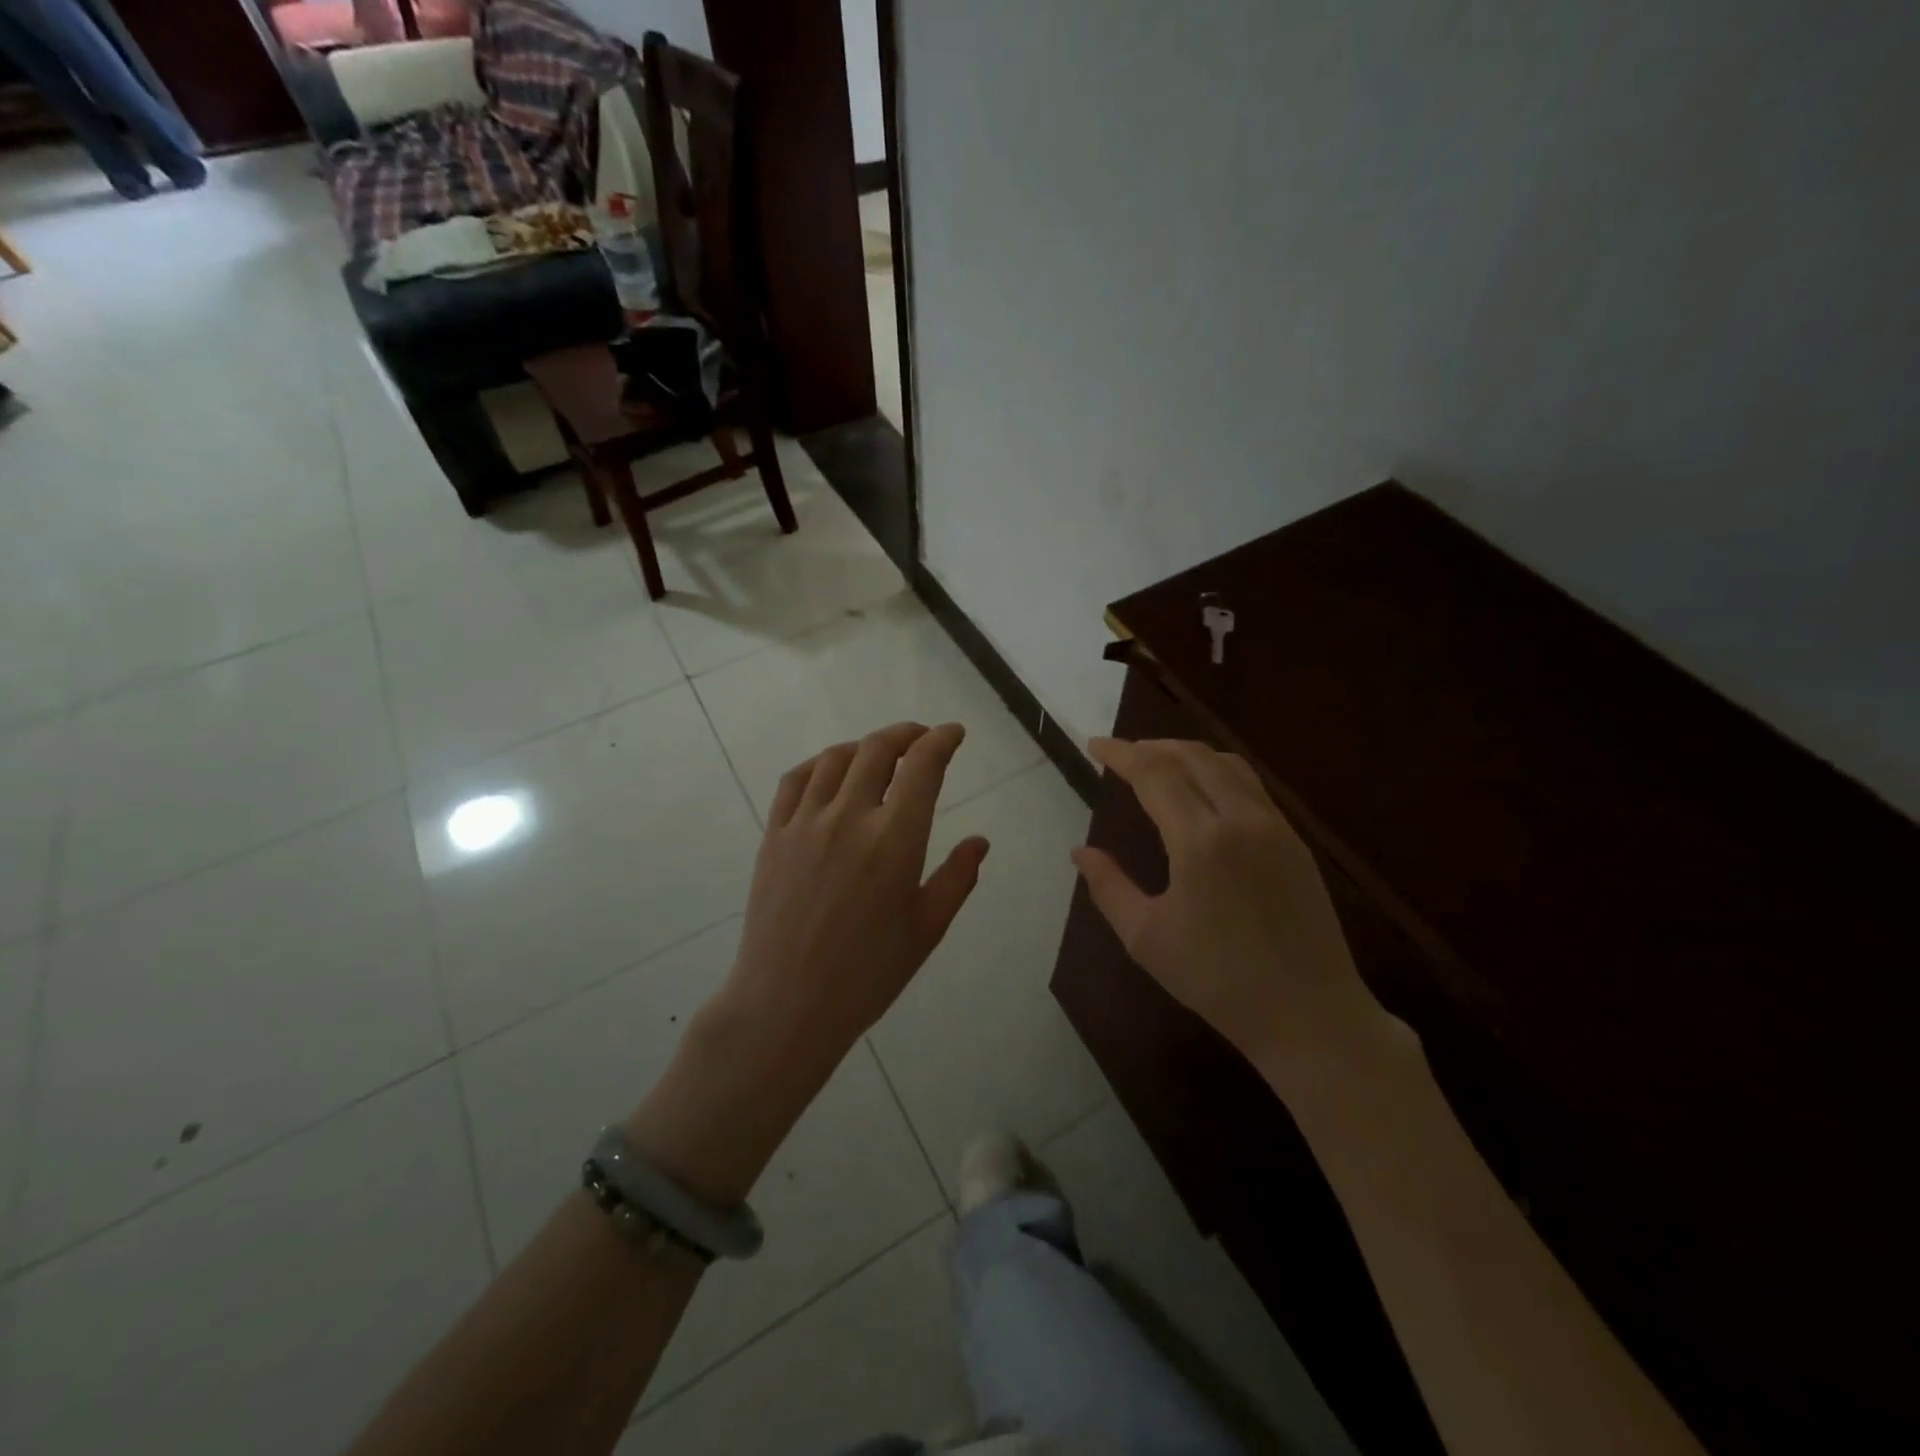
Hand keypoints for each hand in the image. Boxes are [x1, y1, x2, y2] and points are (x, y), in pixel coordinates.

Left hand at [725, 720, 989, 1050]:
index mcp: (895, 838)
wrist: (787, 1004)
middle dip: (906, 734)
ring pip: (836, 758)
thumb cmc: (868, 973)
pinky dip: (818, 763)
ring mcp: (806, 822)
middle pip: (878, 748)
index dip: (942, 739)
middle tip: (921, 739)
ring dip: (865, 746)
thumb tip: (979, 841)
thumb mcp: (927, 929)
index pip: (923, 765)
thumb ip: (957, 877)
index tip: (954, 733)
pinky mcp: (774, 835)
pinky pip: (795, 780)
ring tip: (880, 755)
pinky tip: (829, 772)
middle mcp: (849, 816)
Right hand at [1070, 738, 1409, 1096]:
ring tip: (1158, 763)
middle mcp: (1241, 820)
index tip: (1094, 746)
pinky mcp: (1295, 842)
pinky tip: (1202, 791)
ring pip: (1227, 764)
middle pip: (1192, 756)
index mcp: (1200, 841)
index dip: (1122, 754)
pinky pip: (1250, 786)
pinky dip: (1217, 771)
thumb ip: (1109, 887)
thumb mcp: (1146, 938)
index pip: (1155, 773)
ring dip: (1187, 753)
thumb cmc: (1217, 980)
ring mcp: (1275, 827)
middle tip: (1121, 754)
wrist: (1309, 1014)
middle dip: (1151, 747)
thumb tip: (1080, 852)